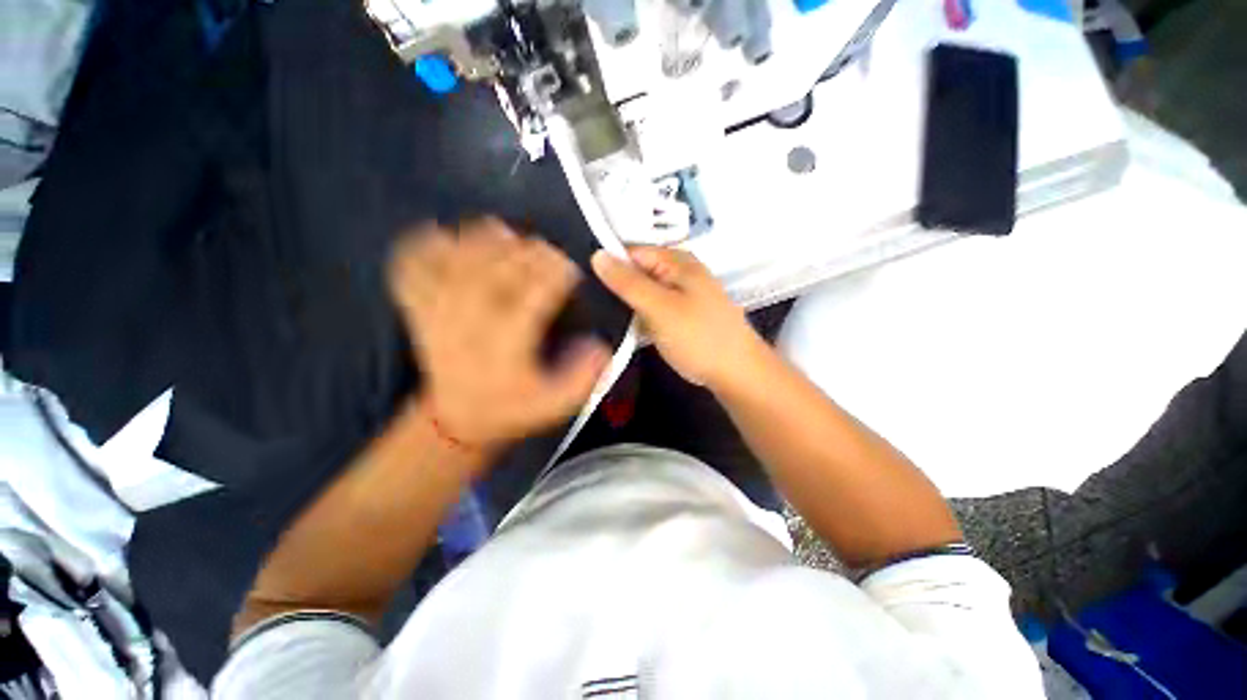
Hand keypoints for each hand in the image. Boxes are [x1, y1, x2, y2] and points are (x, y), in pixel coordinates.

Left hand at [389, 219, 610, 448]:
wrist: (456, 419)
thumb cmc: (511, 408)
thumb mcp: (555, 404)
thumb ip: (583, 378)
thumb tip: (600, 345)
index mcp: (504, 348)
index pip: (532, 299)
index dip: (555, 275)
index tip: (570, 269)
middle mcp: (469, 326)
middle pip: (495, 273)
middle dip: (525, 252)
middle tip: (545, 248)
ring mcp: (438, 314)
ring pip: (454, 263)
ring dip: (480, 240)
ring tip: (504, 233)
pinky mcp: (418, 309)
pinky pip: (410, 268)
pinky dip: (423, 245)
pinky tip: (445, 237)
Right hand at [591, 246, 765, 389]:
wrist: (736, 372)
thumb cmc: (698, 337)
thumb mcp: (659, 307)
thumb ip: (628, 282)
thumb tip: (597, 254)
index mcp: (676, 261)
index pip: (631, 251)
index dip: (607, 263)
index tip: (581, 282)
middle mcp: (679, 272)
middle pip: (637, 270)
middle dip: (614, 285)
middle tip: (585, 302)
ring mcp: (681, 295)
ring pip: (643, 291)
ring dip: (625, 302)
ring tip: (596, 313)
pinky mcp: (680, 315)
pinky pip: (652, 307)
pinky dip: (638, 314)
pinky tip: (621, 324)